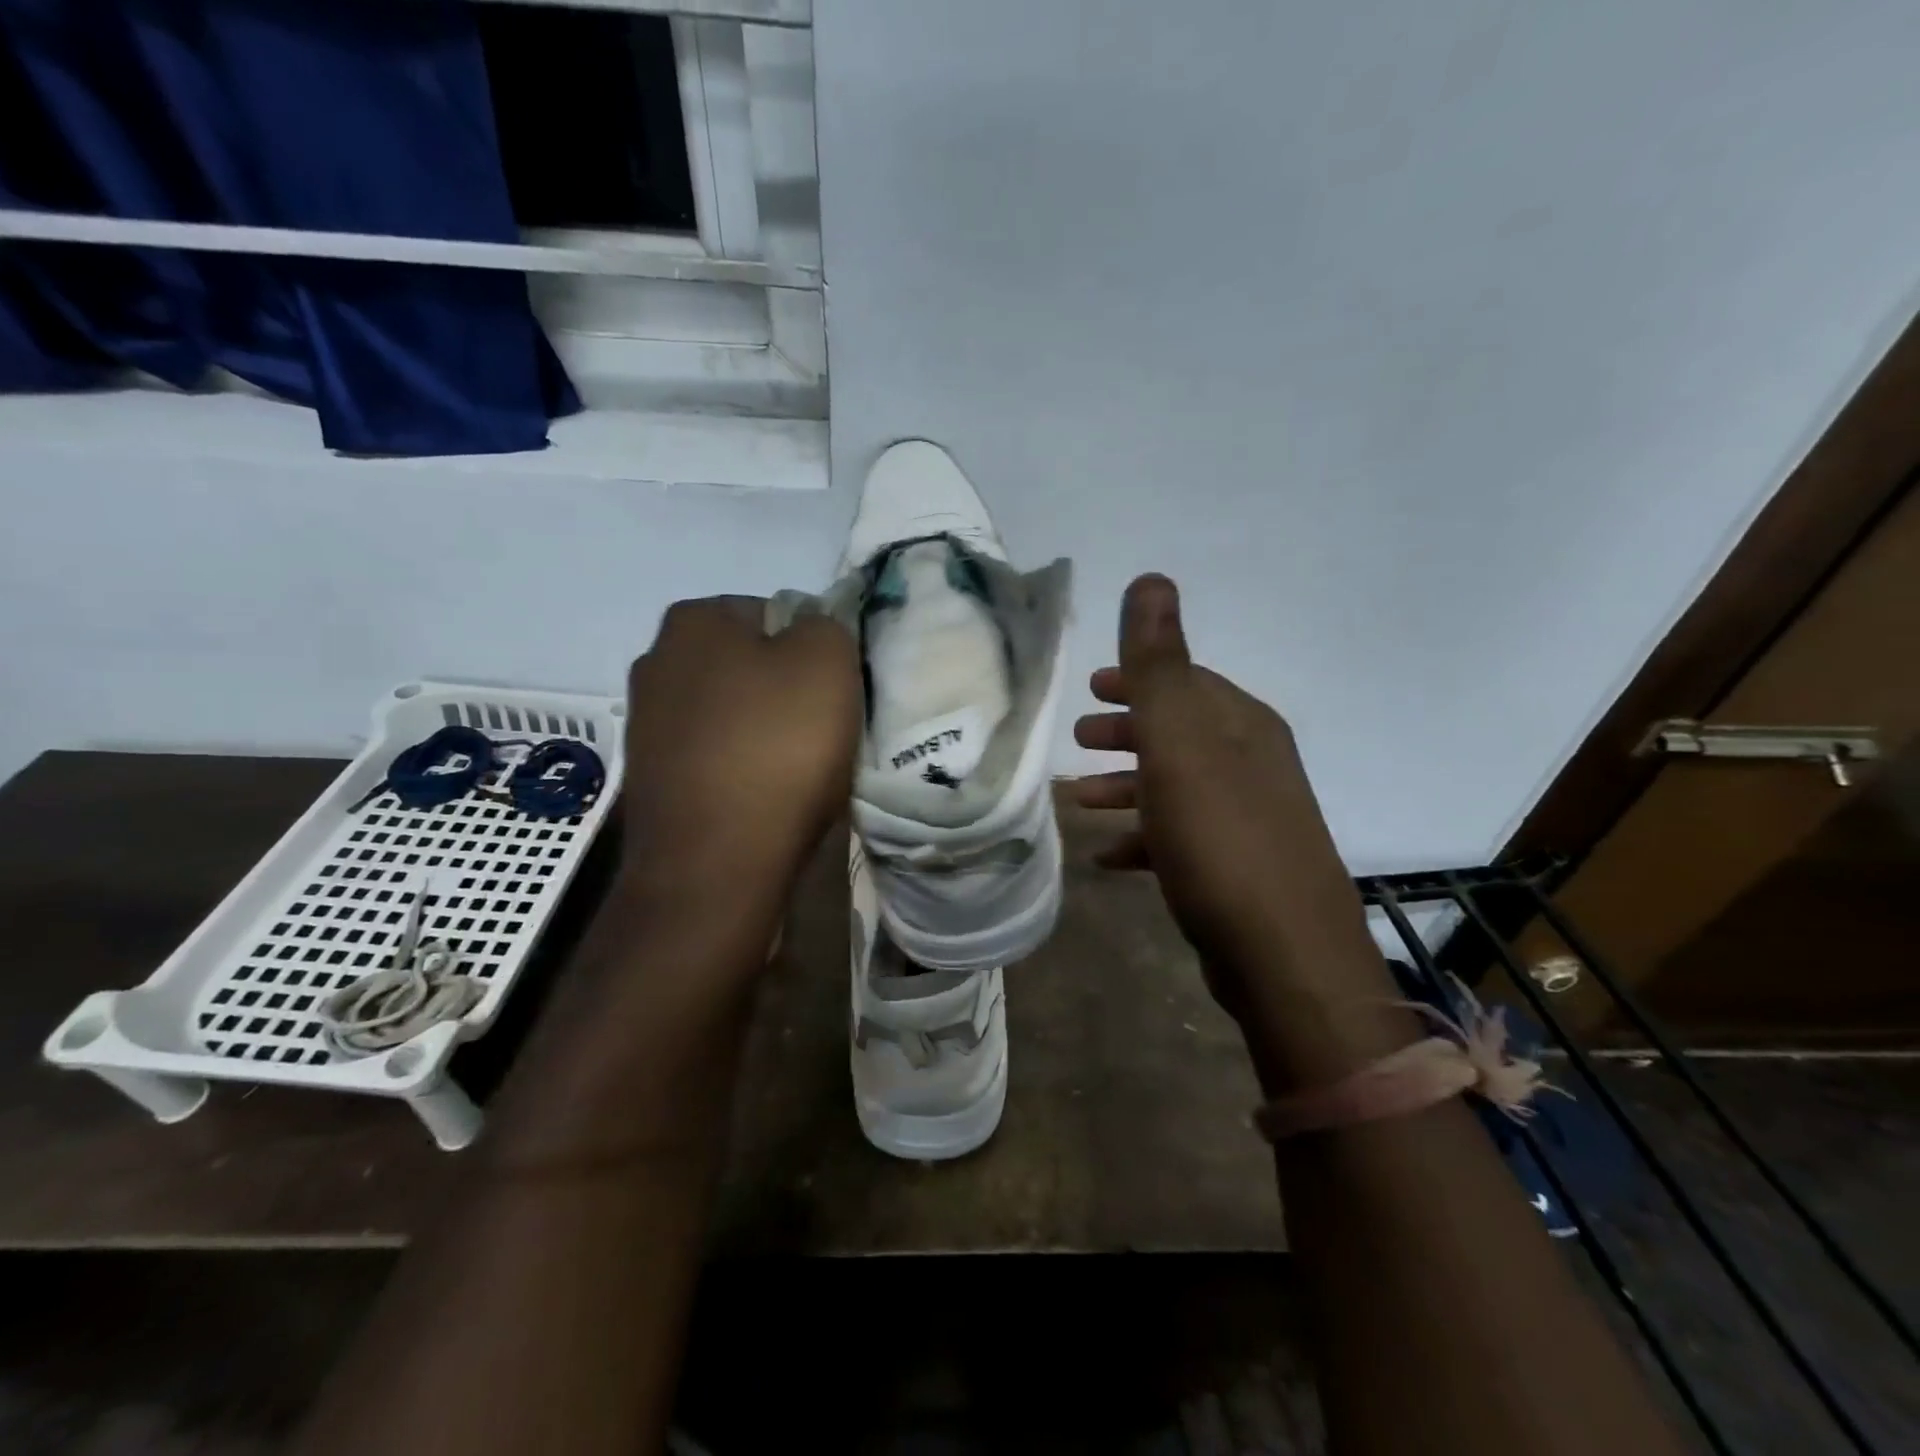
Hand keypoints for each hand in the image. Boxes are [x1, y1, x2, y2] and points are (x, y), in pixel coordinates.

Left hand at [621, 597, 860, 909]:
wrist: (715, 865)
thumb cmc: (776, 749)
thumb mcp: (828, 662)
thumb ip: (826, 625)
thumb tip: (809, 635)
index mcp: (693, 621)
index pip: (775, 612)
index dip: (813, 651)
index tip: (833, 693)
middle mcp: (655, 662)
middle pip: (750, 665)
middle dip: (785, 690)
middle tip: (821, 730)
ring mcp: (646, 725)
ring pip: (732, 713)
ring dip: (764, 733)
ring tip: (796, 772)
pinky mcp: (650, 779)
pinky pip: (715, 758)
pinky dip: (741, 770)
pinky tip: (764, 799)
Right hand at [1073, 576, 1377, 1023]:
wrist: (1283, 955)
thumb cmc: (1219, 836)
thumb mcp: (1178, 741)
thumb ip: (1158, 663)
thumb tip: (1151, 578)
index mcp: (1241, 725)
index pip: (1186, 681)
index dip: (1137, 678)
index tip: (1091, 685)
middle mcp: (1252, 763)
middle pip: (1179, 732)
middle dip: (1127, 730)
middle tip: (1078, 737)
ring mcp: (1248, 819)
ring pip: (1175, 785)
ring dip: (1127, 786)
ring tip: (1078, 800)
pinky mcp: (1238, 870)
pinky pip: (1179, 837)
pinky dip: (1143, 837)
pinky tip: (1109, 857)